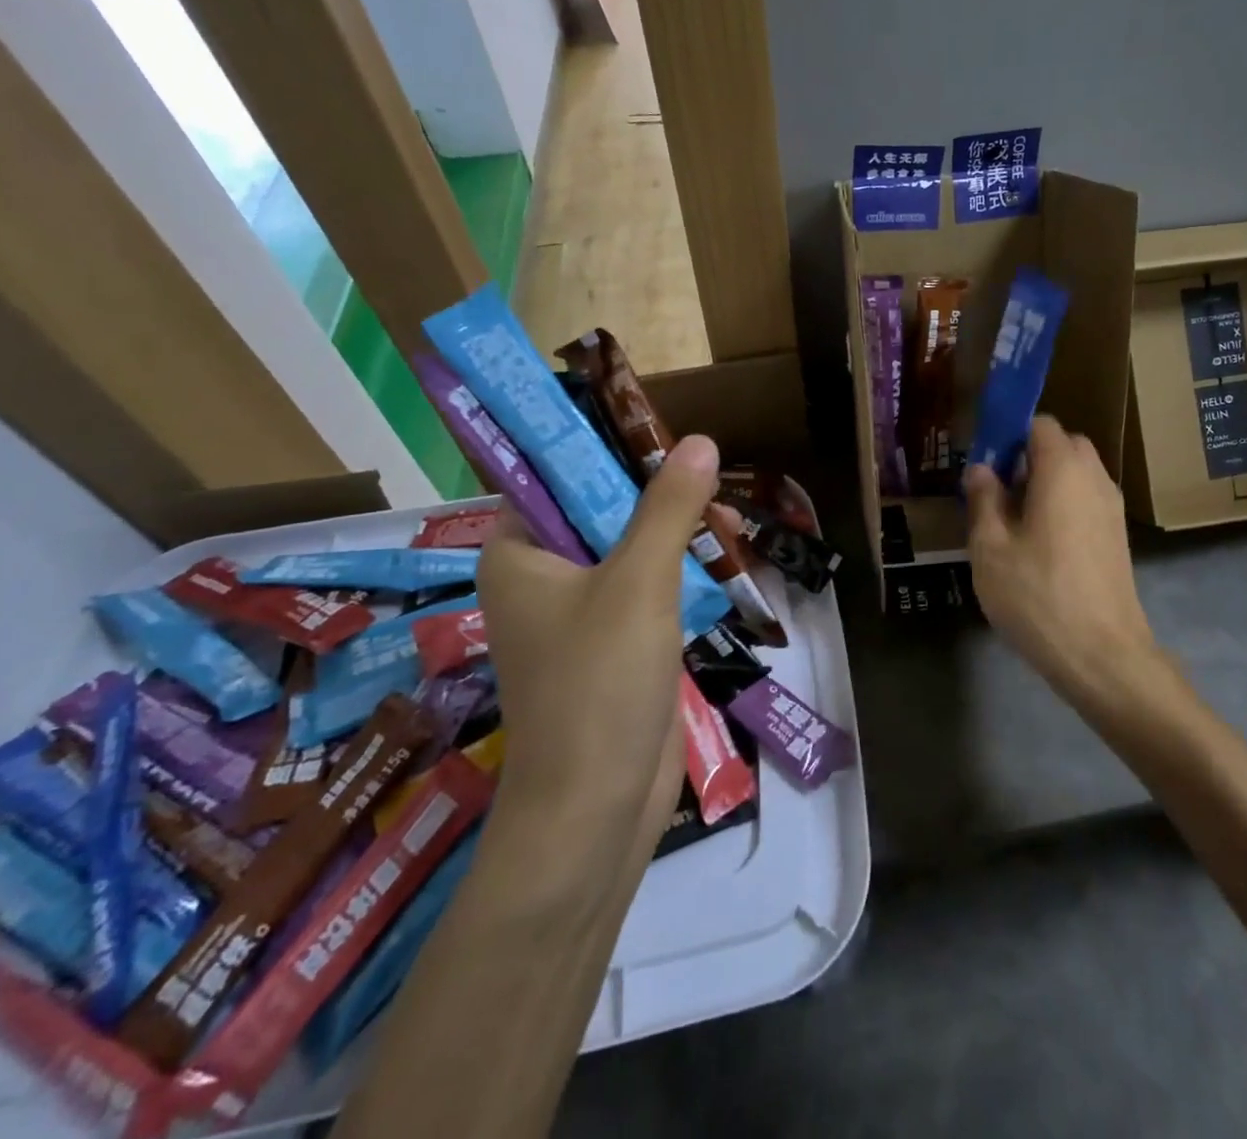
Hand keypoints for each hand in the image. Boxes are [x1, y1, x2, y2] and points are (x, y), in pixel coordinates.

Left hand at [473, 434, 720, 832]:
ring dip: (675, 535)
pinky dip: (680, 574)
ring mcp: (579, 614)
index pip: (552, 477)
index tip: (661, 438)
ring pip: (630, 550)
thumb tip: (699, 441)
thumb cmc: (600, 684)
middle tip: (708, 485)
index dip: (604, 450)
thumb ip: (669, 509)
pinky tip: (720, 564)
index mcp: (519, 554)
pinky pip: (646, 589)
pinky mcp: (614, 645)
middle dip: (656, 496)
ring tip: (727, 528)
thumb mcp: (639, 583)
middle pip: (600, 510)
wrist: (596, 808)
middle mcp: (541, 578)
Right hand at [964, 416, 1164, 710]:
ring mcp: (1112, 507)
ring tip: (1016, 521)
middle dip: (1030, 456)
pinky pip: (1088, 500)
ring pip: (1078, 474)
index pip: (1040, 423)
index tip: (986, 463)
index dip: (1010, 434)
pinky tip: (1041, 544)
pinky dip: (1065, 504)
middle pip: (1063, 445)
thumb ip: (983, 499)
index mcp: (1062, 470)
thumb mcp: (991, 548)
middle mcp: (1094, 478)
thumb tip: (981, 469)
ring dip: (1048, 482)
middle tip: (998, 492)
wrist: (1102, 655)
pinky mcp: (1118, 536)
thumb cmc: (1038, 595)